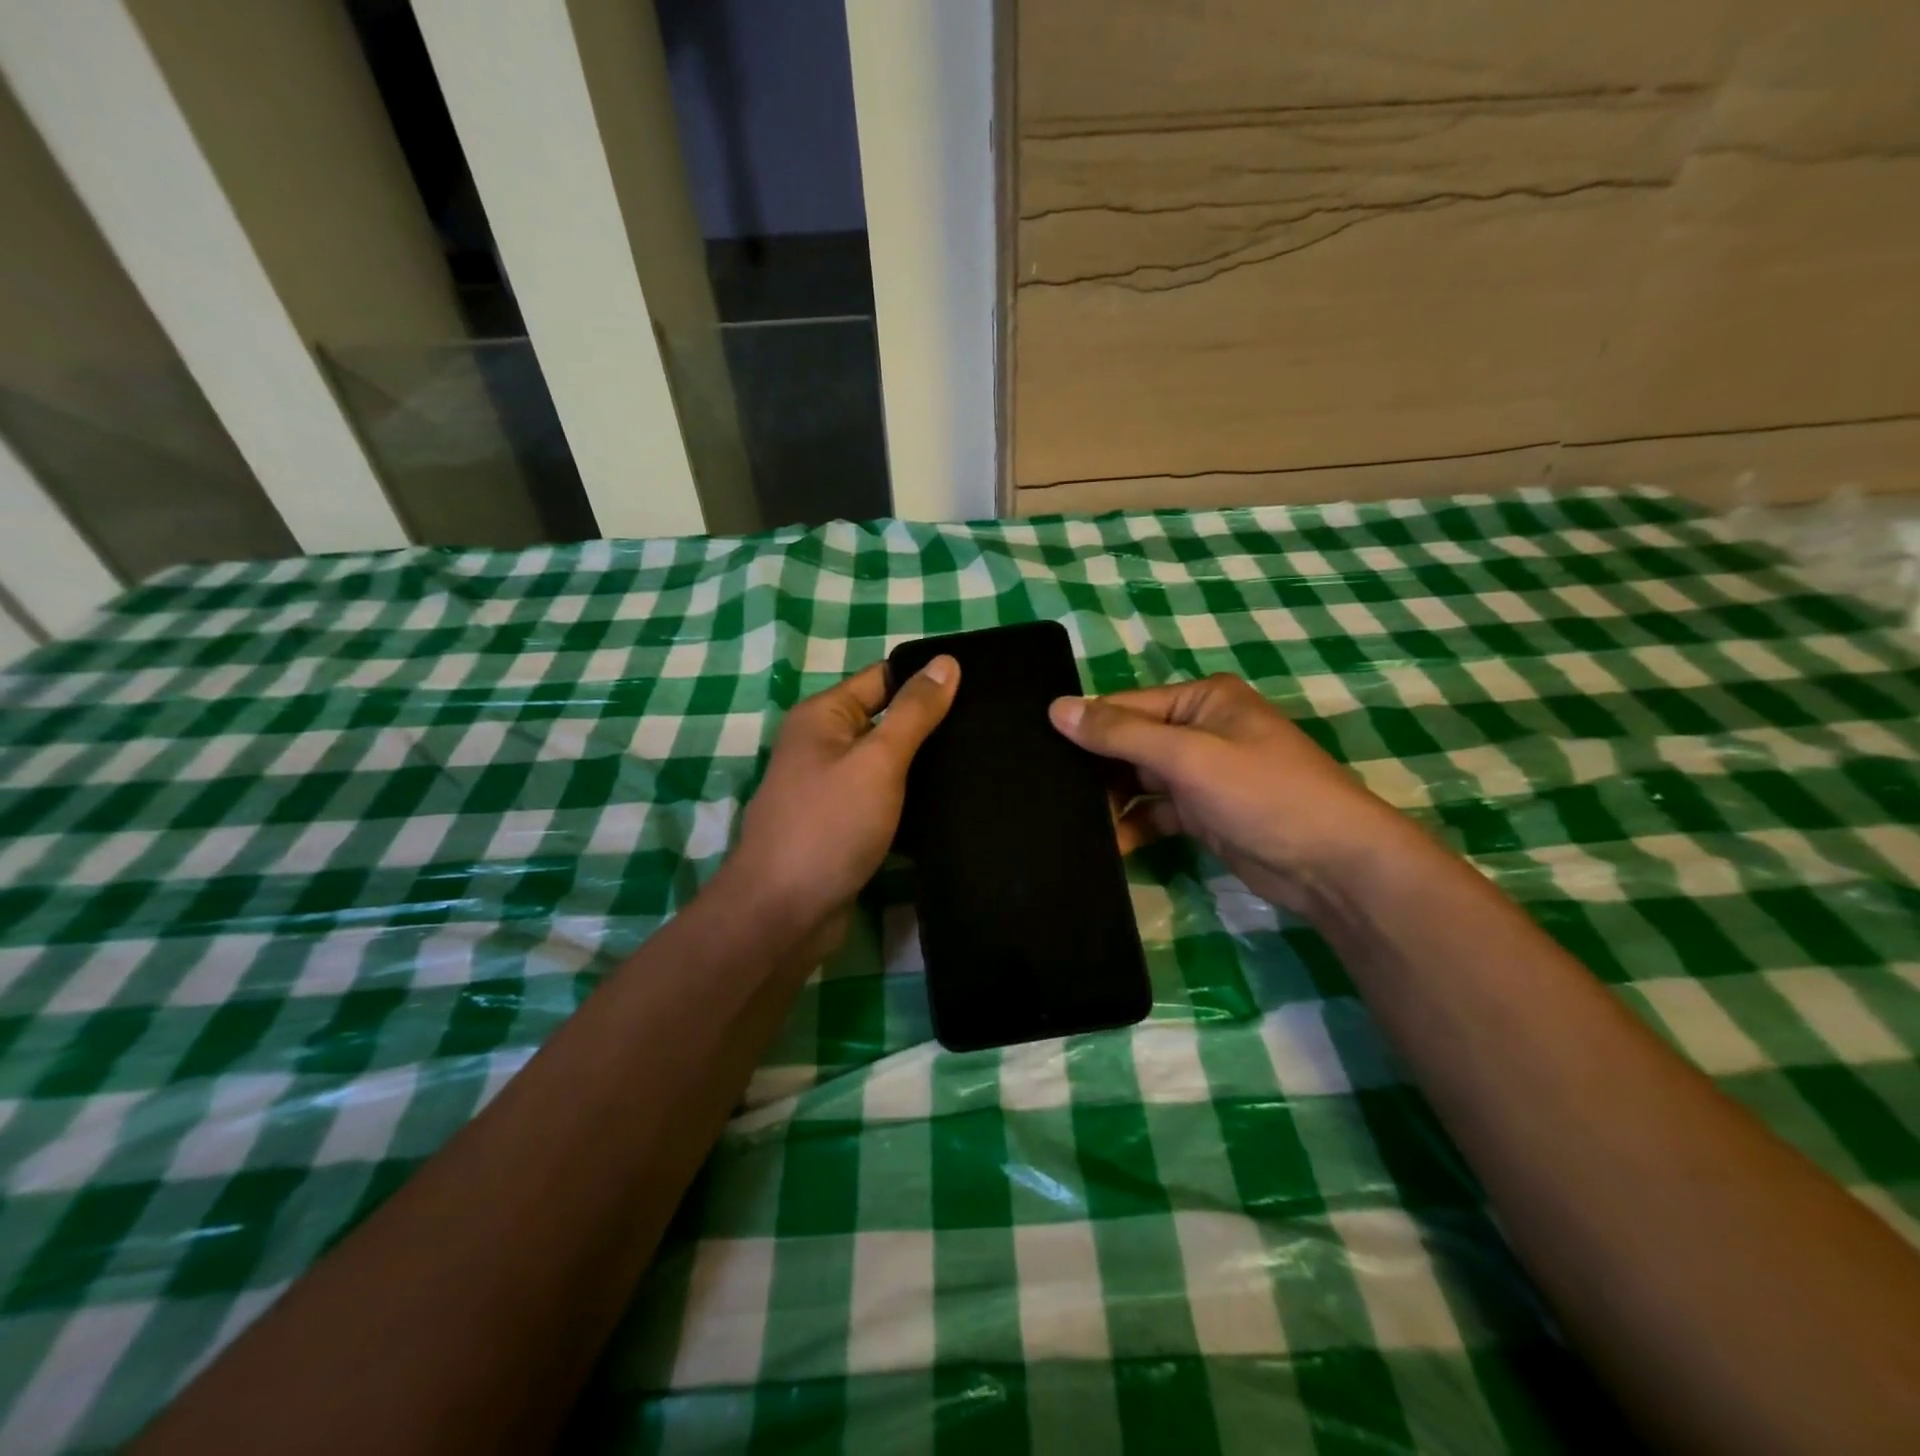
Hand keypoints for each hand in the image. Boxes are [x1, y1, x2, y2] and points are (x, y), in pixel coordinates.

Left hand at [724, 657, 959, 946]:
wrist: (783, 915)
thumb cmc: (829, 826)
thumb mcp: (877, 760)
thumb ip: (914, 712)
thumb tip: (947, 661)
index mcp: (823, 716)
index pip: (883, 678)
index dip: (927, 679)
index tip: (980, 687)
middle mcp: (823, 746)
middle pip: (886, 721)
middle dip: (932, 725)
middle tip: (990, 728)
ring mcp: (831, 789)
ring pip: (889, 765)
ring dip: (925, 767)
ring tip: (983, 763)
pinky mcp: (843, 827)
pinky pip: (884, 801)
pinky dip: (912, 802)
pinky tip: (954, 805)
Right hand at [1050, 673, 1432, 915]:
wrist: (1332, 865)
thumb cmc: (1262, 794)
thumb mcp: (1188, 756)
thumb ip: (1120, 733)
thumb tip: (1056, 707)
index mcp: (1201, 701)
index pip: (1126, 706)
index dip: (1084, 726)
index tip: (1036, 750)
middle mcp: (1200, 730)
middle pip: (1130, 742)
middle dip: (1095, 768)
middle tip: (1047, 792)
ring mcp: (1203, 773)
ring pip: (1139, 779)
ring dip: (1110, 801)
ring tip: (1072, 822)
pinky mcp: (1203, 812)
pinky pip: (1154, 811)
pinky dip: (1133, 826)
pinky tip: (1108, 845)